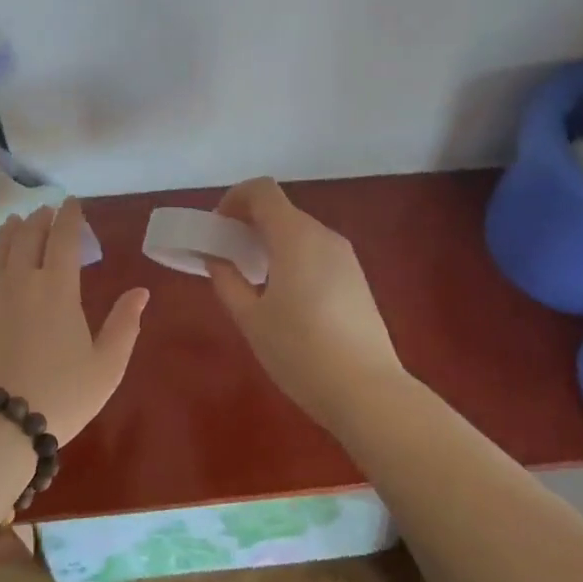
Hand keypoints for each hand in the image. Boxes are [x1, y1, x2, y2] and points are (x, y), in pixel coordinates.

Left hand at [0, 198, 147, 442]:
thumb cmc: (59, 397)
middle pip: (27, 236)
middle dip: (39, 219)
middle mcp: (19, 279)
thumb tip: (141, 291)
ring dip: (8, 233)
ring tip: (14, 224)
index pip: (64, 238)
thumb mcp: (106, 366)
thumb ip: (124, 325)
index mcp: (57, 288)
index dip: (70, 216)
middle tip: (44, 211)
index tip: (72, 202)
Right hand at [206, 178, 407, 427]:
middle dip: (249, 223)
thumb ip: (227, 279)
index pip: (262, 190)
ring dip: (271, 241)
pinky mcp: (356, 277)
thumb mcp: (251, 319)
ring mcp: (345, 256)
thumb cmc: (300, 352)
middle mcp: (323, 235)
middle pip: (281, 209)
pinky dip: (293, 256)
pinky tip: (284, 296)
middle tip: (227, 256)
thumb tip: (215, 256)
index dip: (234, 198)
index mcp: (295, 236)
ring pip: (299, 231)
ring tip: (252, 279)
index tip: (218, 227)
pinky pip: (316, 251)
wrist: (367, 391)